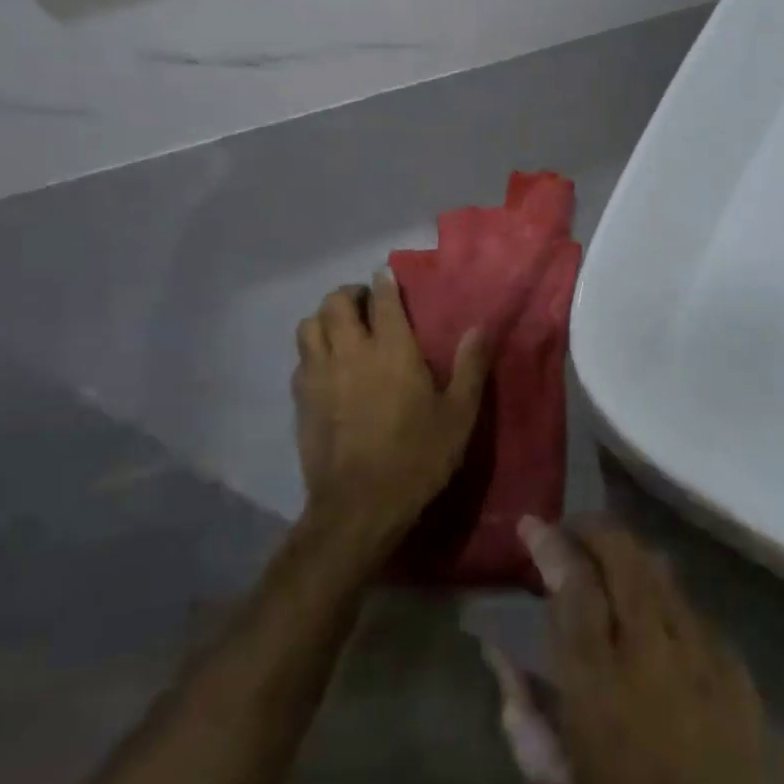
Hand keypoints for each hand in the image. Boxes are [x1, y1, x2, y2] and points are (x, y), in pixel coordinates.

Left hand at [292, 271, 490, 538]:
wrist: (360, 506)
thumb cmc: (417, 457)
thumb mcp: (459, 414)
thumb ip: (470, 366)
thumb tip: (482, 326)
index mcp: (392, 350)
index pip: (382, 299)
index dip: (385, 282)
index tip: (387, 276)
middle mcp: (351, 352)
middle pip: (335, 302)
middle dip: (350, 294)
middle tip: (365, 304)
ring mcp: (320, 375)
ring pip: (309, 326)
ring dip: (324, 318)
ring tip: (341, 329)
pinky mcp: (302, 401)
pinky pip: (300, 359)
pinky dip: (312, 351)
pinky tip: (326, 367)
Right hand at [541, 520, 783, 783]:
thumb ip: (523, 721)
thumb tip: (497, 657)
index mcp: (599, 686)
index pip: (573, 585)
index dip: (551, 545)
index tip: (532, 523)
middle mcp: (650, 651)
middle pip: (622, 557)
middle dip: (593, 529)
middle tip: (570, 528)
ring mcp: (699, 653)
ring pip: (659, 571)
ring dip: (627, 552)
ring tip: (606, 554)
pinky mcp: (733, 665)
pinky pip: (689, 607)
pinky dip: (662, 592)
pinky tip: (652, 609)